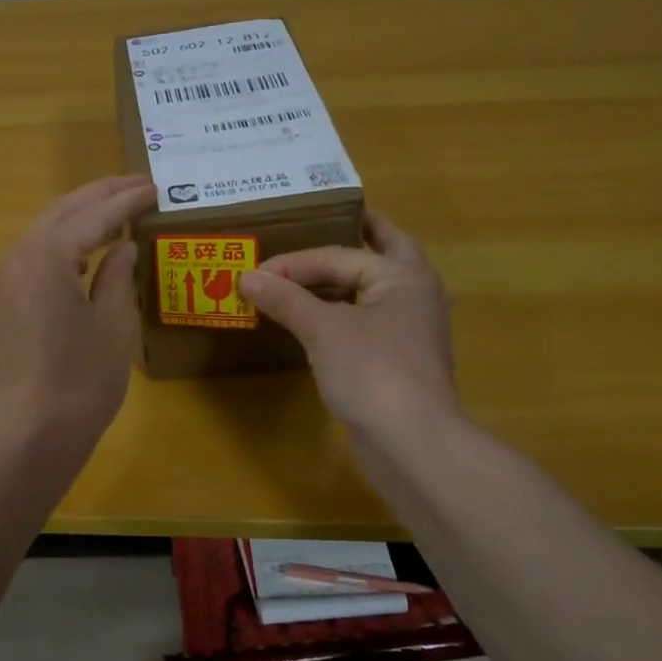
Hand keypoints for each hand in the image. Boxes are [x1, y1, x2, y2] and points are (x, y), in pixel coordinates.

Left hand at [0, 175, 156, 450]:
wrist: (33, 431)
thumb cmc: (83, 381)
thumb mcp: (113, 324)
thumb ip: (117, 275)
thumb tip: (123, 246)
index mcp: (47, 258)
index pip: (92, 217)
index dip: (125, 201)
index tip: (154, 187)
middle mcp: (18, 258)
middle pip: (61, 212)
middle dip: (99, 195)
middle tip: (137, 184)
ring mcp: (4, 280)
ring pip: (43, 229)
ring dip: (78, 214)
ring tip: (114, 207)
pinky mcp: (2, 301)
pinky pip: (33, 254)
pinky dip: (60, 240)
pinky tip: (82, 245)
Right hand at [238, 209, 457, 439]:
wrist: (411, 442)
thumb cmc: (371, 371)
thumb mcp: (323, 329)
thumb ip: (285, 299)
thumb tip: (247, 277)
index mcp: (404, 275)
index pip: (339, 255)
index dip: (295, 261)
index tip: (256, 272)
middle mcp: (414, 294)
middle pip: (382, 252)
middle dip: (357, 235)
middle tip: (326, 218)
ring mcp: (410, 329)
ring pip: (372, 289)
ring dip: (341, 278)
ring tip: (306, 271)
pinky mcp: (398, 359)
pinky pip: (366, 320)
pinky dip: (341, 310)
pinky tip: (315, 319)